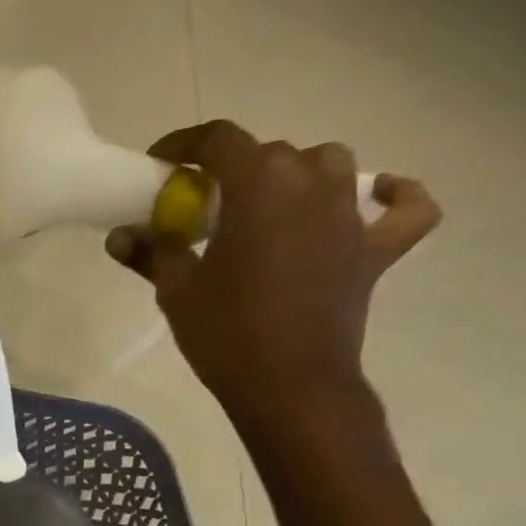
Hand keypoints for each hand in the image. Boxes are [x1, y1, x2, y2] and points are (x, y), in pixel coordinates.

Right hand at [105, 121, 440, 424]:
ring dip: (297, 174)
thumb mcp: (176, 292)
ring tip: (270, 202)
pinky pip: (406, 209)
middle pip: (271, 154)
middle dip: (233, 170)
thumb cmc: (225, 334)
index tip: (162, 162)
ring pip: (330, 165)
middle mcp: (312, 186)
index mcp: (259, 188)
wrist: (288, 384)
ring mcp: (350, 216)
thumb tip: (120, 236)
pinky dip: (396, 196)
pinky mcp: (375, 250)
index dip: (186, 143)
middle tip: (204, 205)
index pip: (221, 140)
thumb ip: (151, 254)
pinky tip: (377, 195)